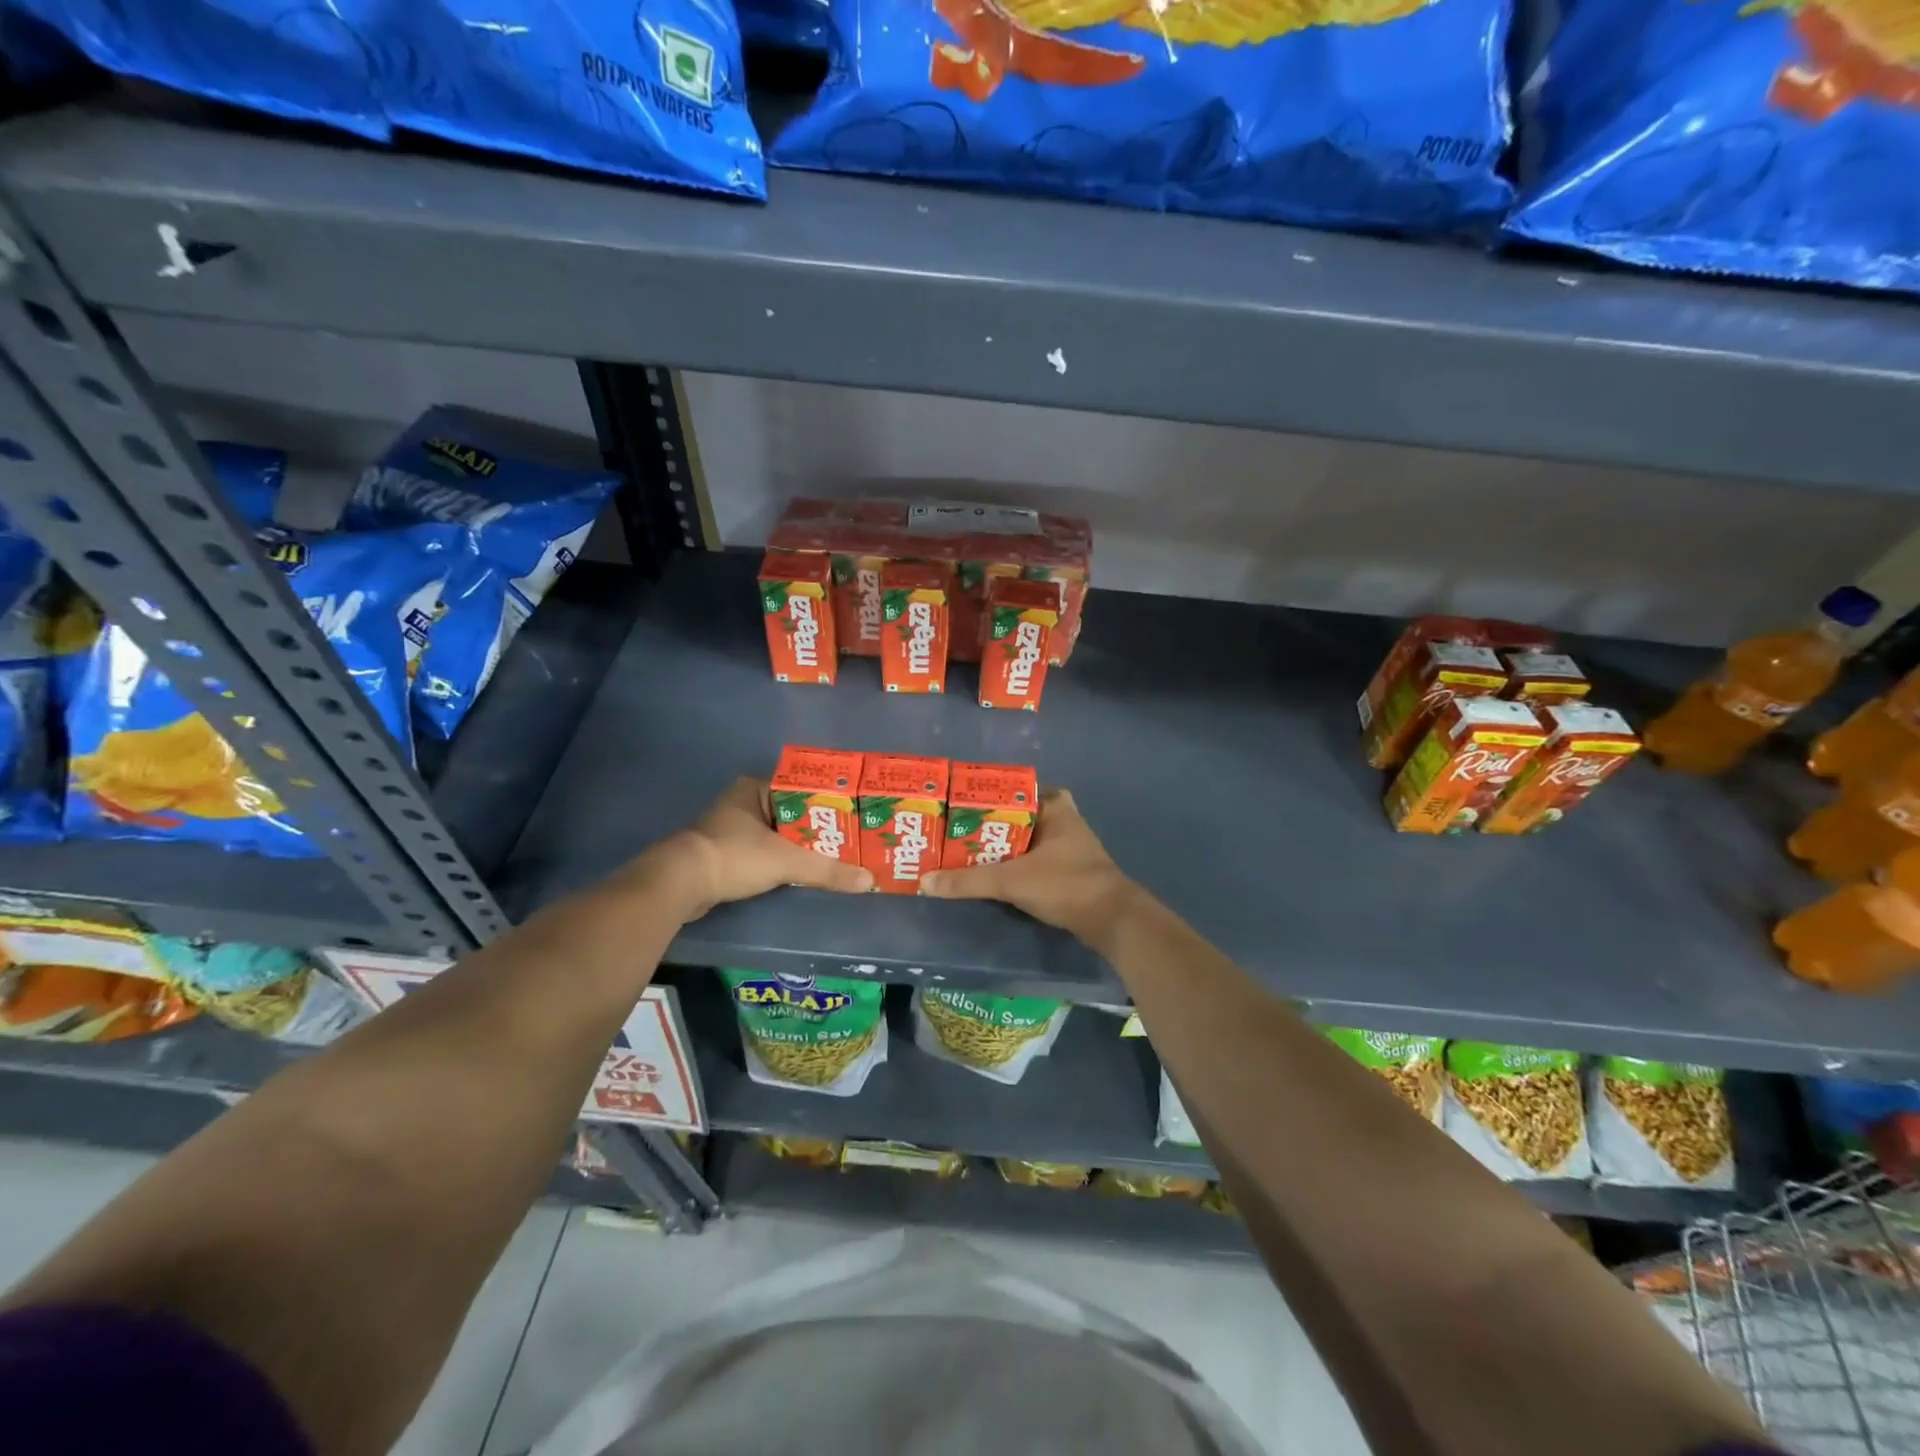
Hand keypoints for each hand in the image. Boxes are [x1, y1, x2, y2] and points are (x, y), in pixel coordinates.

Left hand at [639, 777, 871, 920]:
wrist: (680, 884)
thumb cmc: (734, 856)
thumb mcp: (786, 861)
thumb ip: (827, 869)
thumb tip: (869, 881)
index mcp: (755, 789)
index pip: (802, 789)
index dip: (829, 803)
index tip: (853, 817)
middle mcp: (743, 802)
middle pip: (792, 814)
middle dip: (818, 828)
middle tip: (851, 840)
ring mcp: (731, 829)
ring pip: (778, 835)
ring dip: (801, 847)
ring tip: (835, 857)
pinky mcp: (725, 853)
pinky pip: (764, 852)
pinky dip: (782, 861)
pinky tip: (803, 872)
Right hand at [919, 789, 1137, 946]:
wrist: (1111, 920)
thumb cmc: (1066, 884)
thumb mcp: (1012, 880)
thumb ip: (969, 881)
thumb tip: (925, 882)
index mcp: (1053, 806)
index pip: (1012, 789)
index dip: (984, 796)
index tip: (955, 804)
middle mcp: (1061, 819)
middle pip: (1014, 815)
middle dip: (986, 823)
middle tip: (952, 830)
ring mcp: (1066, 845)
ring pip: (1022, 838)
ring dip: (997, 846)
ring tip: (960, 850)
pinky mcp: (1065, 869)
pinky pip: (1029, 858)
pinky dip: (1011, 863)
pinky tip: (988, 872)